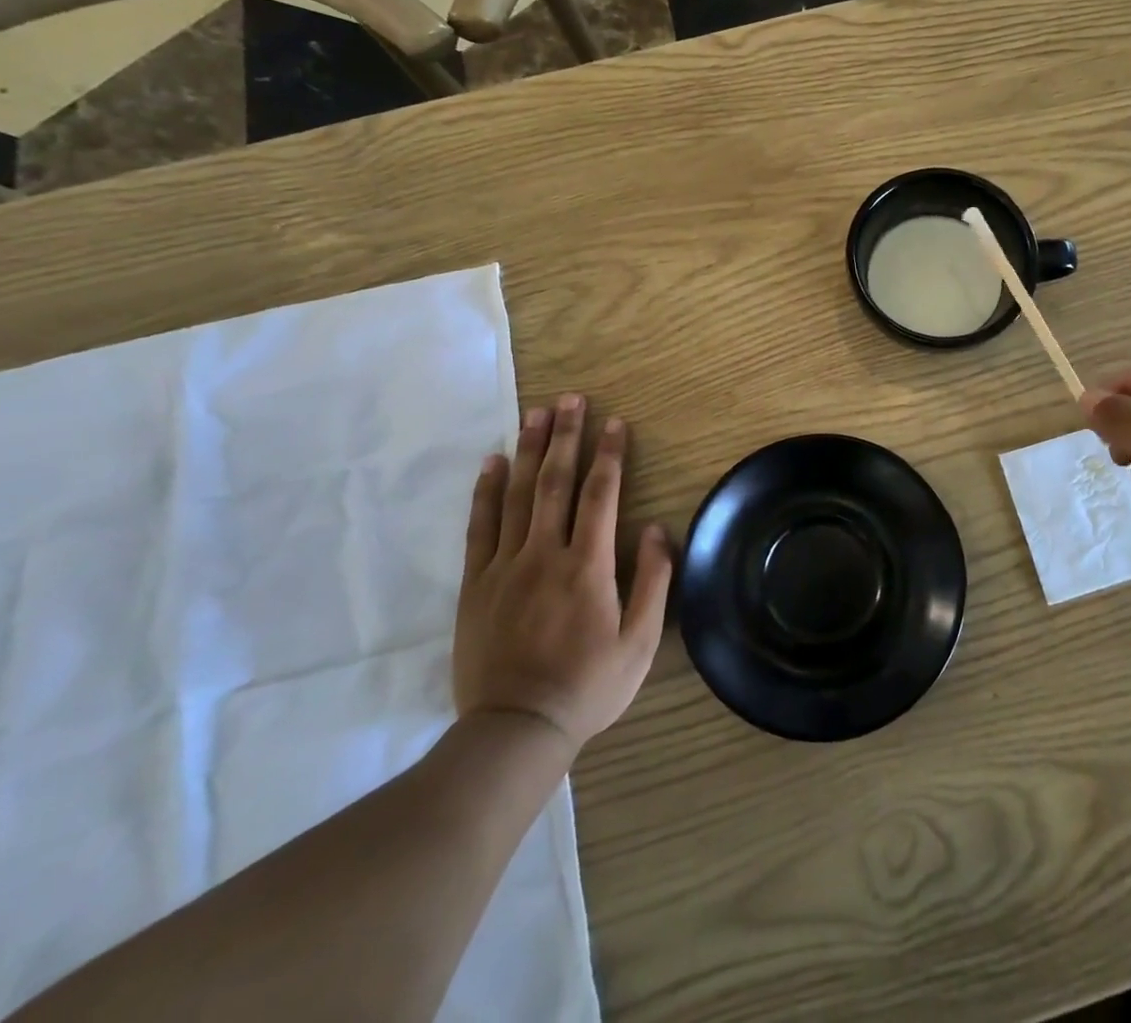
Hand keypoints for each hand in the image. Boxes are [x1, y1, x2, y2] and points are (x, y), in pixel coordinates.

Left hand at [453, 394, 673, 748]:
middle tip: (570, 399)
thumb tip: (655, 528)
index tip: (614, 422)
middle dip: (566, 436)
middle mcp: (545, 555)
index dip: (609, 455)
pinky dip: (487, 491)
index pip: (601, 495)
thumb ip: (652, 581)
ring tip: (535, 414)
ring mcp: (505, 567)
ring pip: (518, 495)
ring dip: (528, 450)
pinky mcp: (476, 584)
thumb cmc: (587, 687)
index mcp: (588, 567)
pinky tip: (492, 463)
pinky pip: (480, 527)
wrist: (514, 731)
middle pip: (556, 482)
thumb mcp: (640, 643)